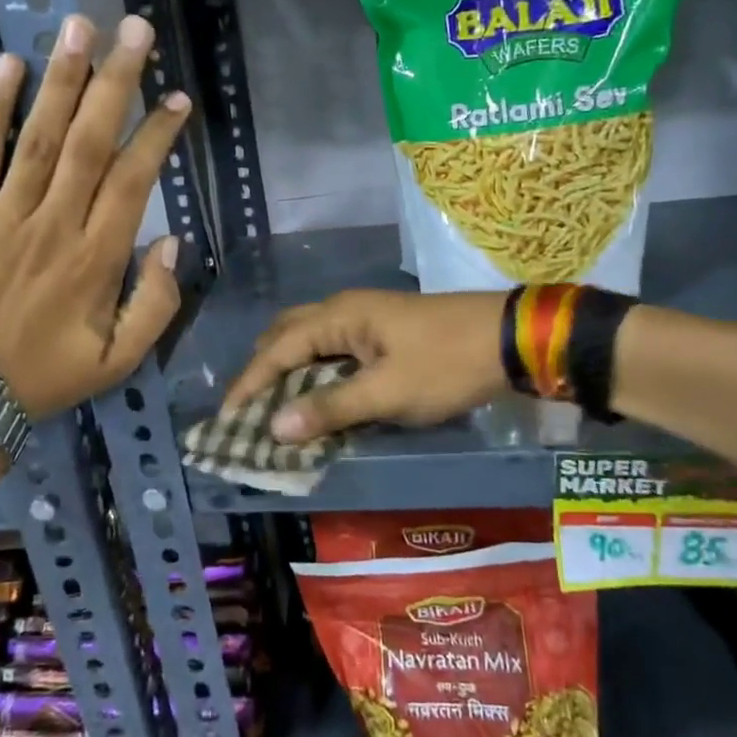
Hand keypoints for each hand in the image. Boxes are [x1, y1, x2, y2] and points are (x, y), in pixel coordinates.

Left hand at [0, 14, 188, 418]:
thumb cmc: (47, 376)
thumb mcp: (119, 362)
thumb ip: (156, 306)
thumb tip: (172, 243)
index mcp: (96, 259)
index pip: (133, 180)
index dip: (158, 134)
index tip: (178, 98)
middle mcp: (53, 225)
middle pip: (89, 142)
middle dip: (115, 82)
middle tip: (134, 29)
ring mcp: (3, 216)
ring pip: (38, 138)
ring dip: (61, 80)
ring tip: (79, 26)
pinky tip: (8, 66)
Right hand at [222, 289, 510, 442]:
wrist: (509, 339)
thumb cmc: (446, 364)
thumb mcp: (388, 392)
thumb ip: (331, 409)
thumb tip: (274, 426)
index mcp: (338, 317)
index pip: (277, 350)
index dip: (249, 384)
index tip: (227, 417)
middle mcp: (343, 310)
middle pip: (286, 336)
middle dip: (263, 370)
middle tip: (249, 409)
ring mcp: (364, 318)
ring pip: (309, 341)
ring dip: (288, 371)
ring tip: (275, 406)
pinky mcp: (382, 331)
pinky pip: (332, 349)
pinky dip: (314, 371)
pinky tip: (317, 395)